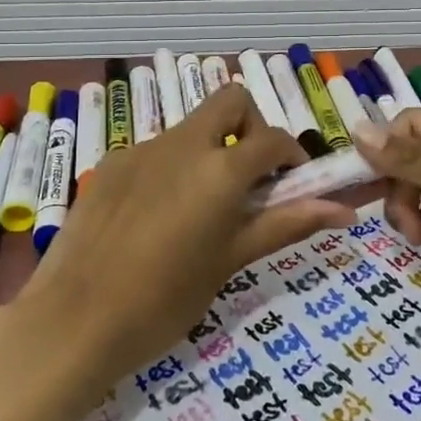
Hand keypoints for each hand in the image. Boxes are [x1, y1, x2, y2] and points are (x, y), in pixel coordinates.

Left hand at [27, 84, 353, 387]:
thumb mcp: (231, 261)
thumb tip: (346, 212)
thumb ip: (286, 224)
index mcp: (220, 168)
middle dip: (251, 127)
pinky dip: (173, 167)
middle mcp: (183, 143)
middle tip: (249, 177)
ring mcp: (141, 149)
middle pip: (230, 100)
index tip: (292, 185)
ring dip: (210, 149)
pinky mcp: (111, 163)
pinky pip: (155, 150)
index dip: (292, 156)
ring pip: (191, 126)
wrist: (74, 320)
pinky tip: (155, 217)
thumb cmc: (164, 300)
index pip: (273, 138)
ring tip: (200, 209)